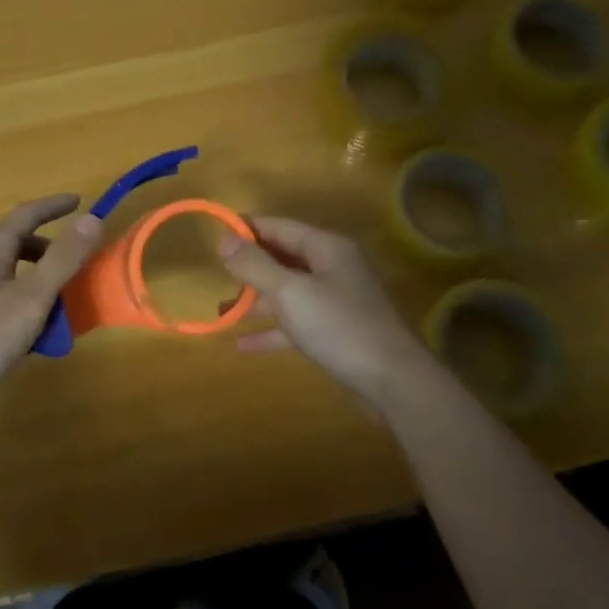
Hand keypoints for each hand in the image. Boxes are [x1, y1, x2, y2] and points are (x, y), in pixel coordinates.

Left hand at [0, 195, 103, 411]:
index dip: (54, 206)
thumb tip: (92, 219)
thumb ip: (62, 260)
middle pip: (14, 243)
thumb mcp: (30, 298)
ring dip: (33, 278)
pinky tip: (22, 333)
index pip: (26, 214)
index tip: (79, 201)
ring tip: (54, 304)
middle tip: (74, 264)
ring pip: (4, 272)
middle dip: (47, 249)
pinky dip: (16, 300)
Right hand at [220, 216, 442, 407]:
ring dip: (256, 301)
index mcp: (326, 248)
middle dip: (250, 267)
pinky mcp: (336, 331)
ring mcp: (336, 301)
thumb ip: (255, 265)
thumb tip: (224, 239)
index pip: (279, 227)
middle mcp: (332, 268)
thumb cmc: (339, 327)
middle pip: (283, 258)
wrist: (392, 382)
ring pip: (288, 292)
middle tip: (217, 276)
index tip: (215, 233)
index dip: (247, 228)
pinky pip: (296, 323)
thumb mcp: (289, 292)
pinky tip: (243, 344)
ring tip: (221, 311)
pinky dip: (271, 330)